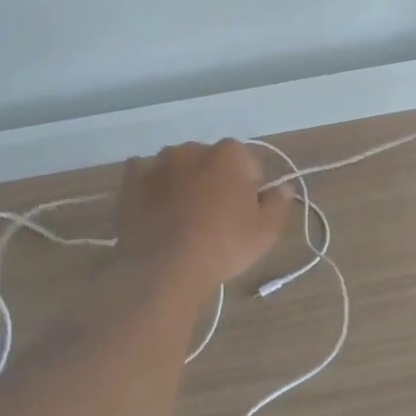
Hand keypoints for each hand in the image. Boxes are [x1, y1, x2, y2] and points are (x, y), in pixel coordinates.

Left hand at [115, 140, 294, 292]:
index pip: (248, 165)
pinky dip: (151, 186)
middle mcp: (194, 148)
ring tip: (181, 218)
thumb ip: (279, 203)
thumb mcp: (265, 231)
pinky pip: (145, 174)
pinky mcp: (132, 179)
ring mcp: (159, 161)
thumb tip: (283, 187)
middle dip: (215, 181)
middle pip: (212, 162)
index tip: (245, 214)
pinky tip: (154, 209)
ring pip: (178, 166)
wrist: (164, 267)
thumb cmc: (223, 245)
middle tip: (215, 219)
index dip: (250, 189)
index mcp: (229, 153)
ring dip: (183, 182)